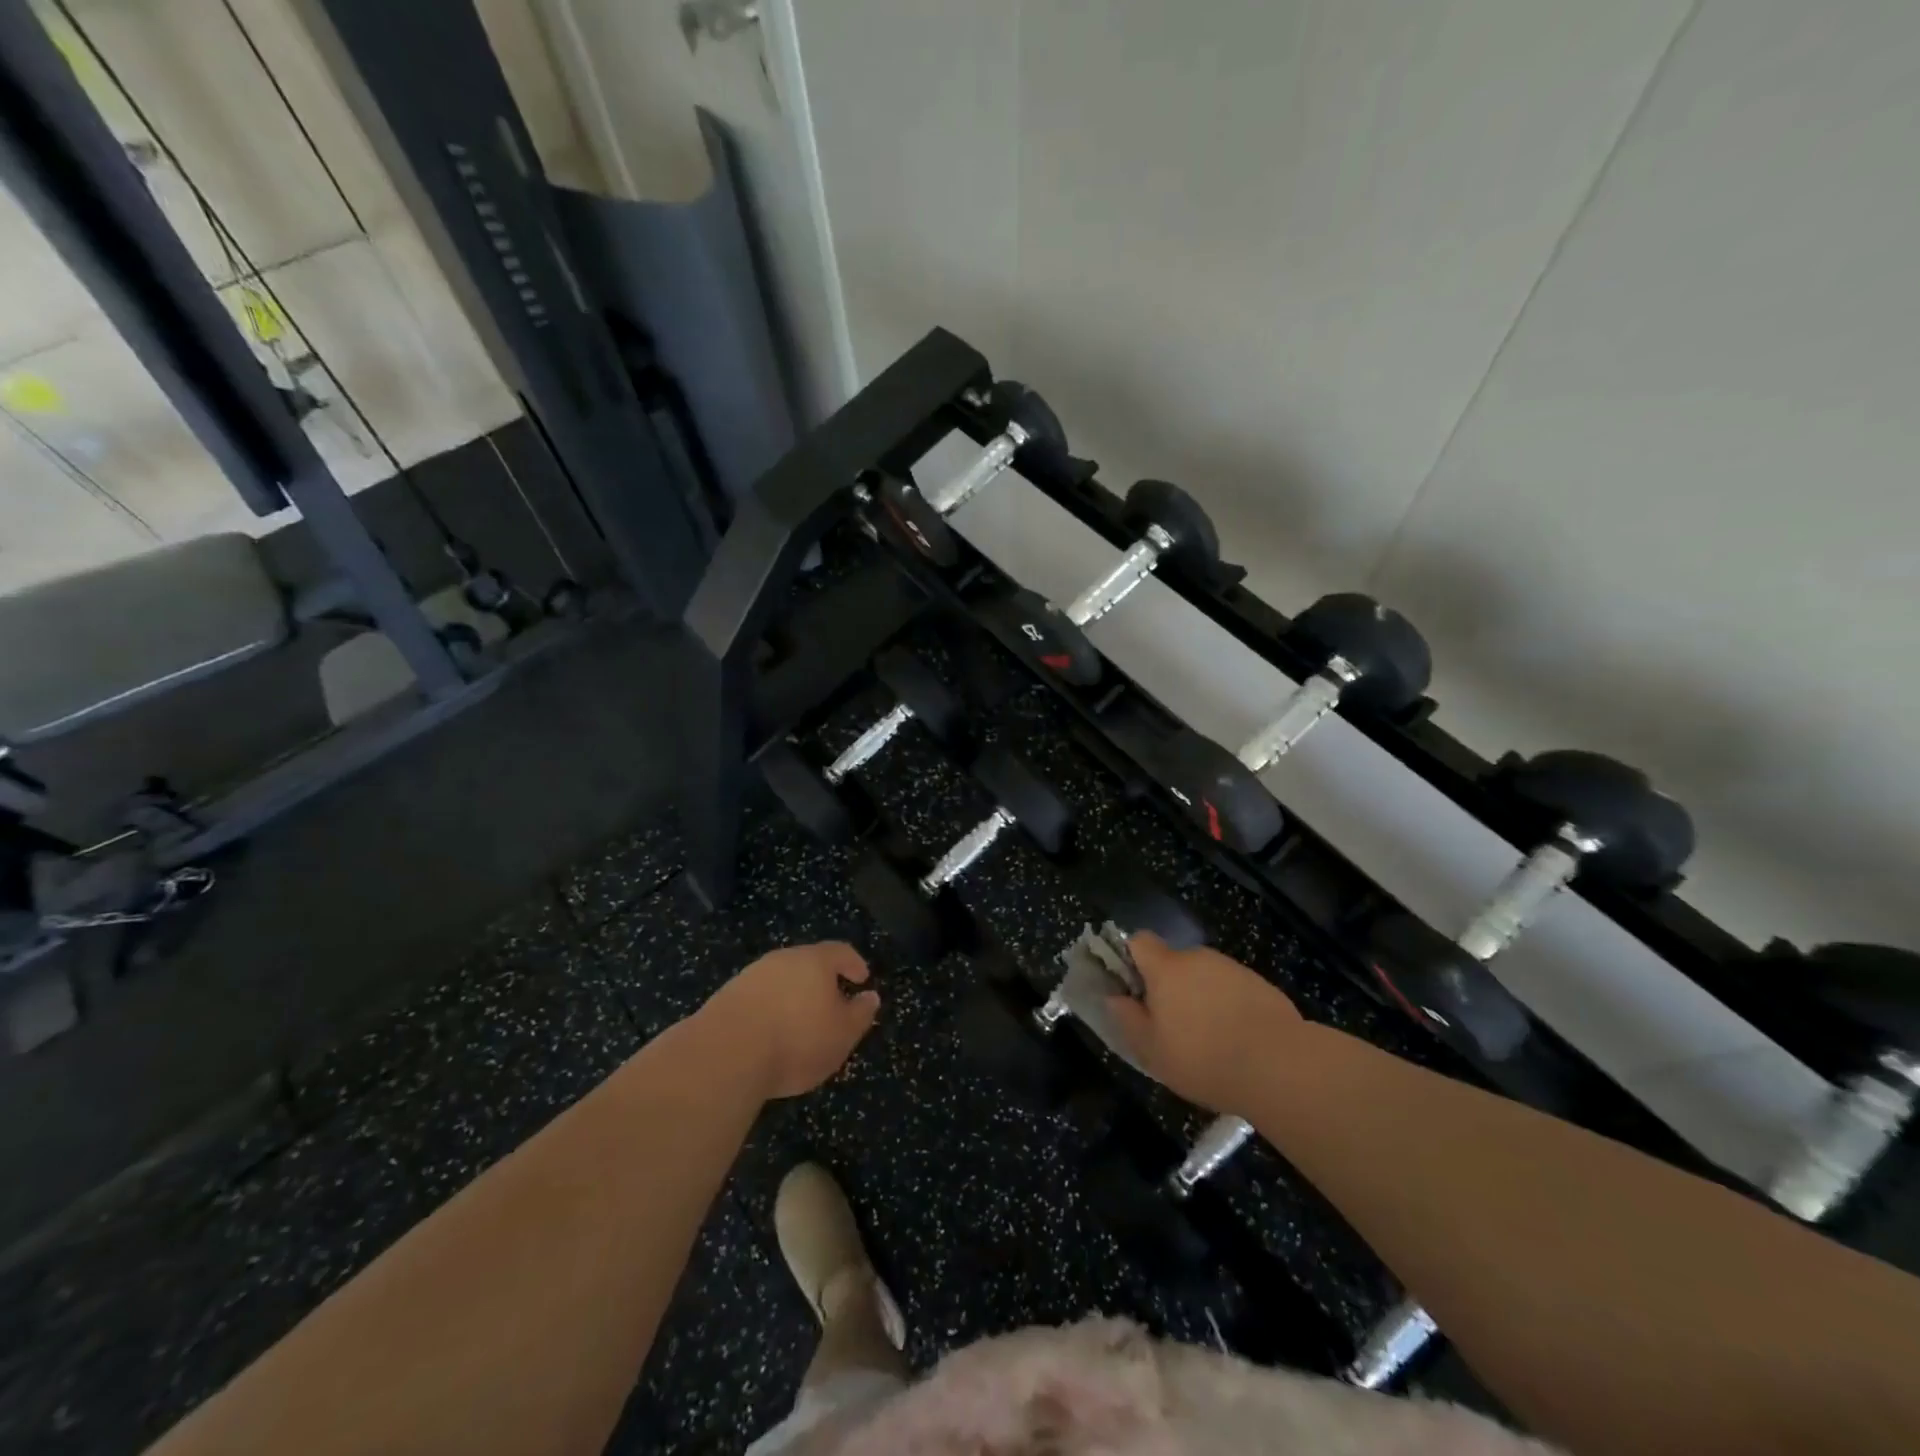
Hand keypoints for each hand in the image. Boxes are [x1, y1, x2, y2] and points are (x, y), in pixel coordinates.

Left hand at [703, 942, 880, 1099]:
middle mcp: (782, 959)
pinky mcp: (726, 998)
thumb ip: (860, 1014)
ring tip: (799, 1023)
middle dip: (821, 980)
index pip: (840, 951)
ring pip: (780, 980)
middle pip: (807, 962)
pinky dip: (769, 1010)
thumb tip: (870, 996)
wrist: (725, 1054)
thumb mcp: (842, 1034)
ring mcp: (751, 976)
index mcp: (814, 960)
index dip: (853, 963)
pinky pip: (758, 998)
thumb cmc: (797, 1040)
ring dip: (793, 996)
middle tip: (831, 1003)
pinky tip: (770, 1034)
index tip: (862, 978)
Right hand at [1104, 932, 1304, 1115]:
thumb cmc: (1203, 1058)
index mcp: (1166, 968)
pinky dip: (1228, 1007)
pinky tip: (1237, 1041)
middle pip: (1174, 961)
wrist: (1280, 1066)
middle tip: (1171, 1025)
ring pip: (1204, 976)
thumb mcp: (1152, 1050)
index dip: (1131, 958)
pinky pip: (1232, 989)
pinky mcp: (1261, 985)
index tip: (1132, 988)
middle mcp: (1198, 958)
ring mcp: (1232, 969)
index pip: (1139, 940)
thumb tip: (1114, 997)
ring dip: (1200, 997)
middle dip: (1169, 986)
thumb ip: (1128, 1019)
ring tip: (1209, 1039)